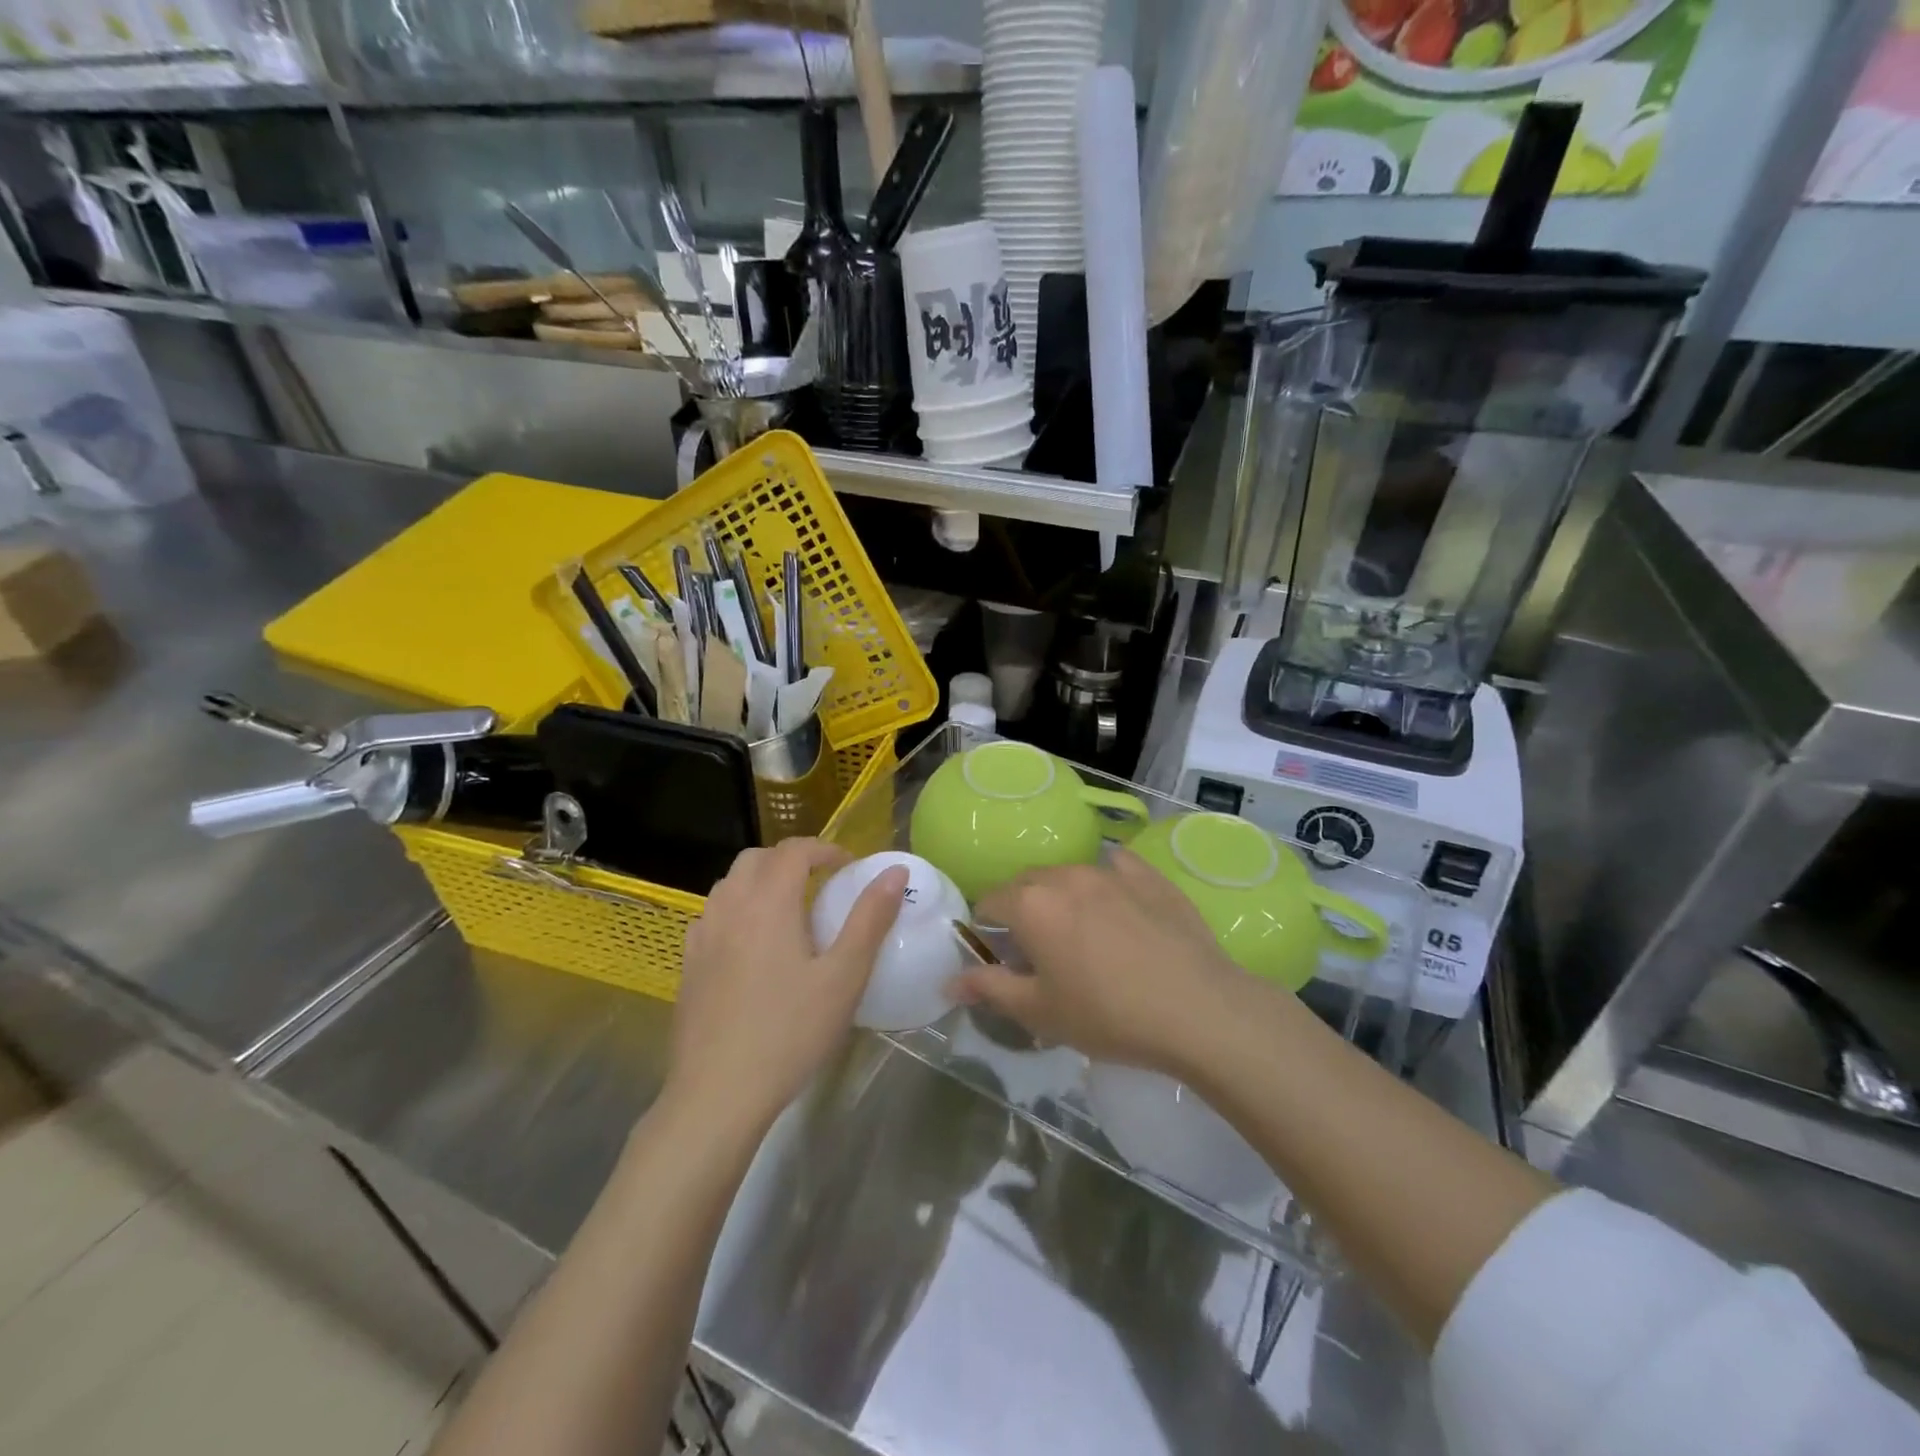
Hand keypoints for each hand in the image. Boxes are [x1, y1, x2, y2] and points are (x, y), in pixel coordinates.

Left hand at [669, 838, 907, 1133]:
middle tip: (821, 883)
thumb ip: (870, 918)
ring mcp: (702, 936)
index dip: (824, 849)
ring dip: (761, 881)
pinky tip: (752, 945)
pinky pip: (713, 915)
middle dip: (790, 859)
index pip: (794, 850)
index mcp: (768, 902)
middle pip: (756, 858)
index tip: (849, 867)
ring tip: (790, 911)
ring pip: (730, 884)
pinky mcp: (688, 964)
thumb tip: (894, 871)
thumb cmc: (790, 1032)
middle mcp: (729, 907)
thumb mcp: (844, 977)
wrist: (717, 1094)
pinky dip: (737, 909)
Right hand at [952, 852, 1246, 1073]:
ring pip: (1070, 875)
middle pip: (1028, 883)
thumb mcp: (1040, 1013)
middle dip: (1023, 910)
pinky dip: (1107, 882)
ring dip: (1063, 897)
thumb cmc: (1108, 1015)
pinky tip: (1119, 907)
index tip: (1002, 959)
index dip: (987, 929)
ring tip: (1082, 935)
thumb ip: (990, 990)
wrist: (1199, 1009)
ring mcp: (1111, 870)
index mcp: (1032, 904)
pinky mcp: (1150, 875)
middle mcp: (1066, 875)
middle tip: (1039, 952)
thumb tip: (950, 982)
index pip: (990, 902)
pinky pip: (1117, 867)